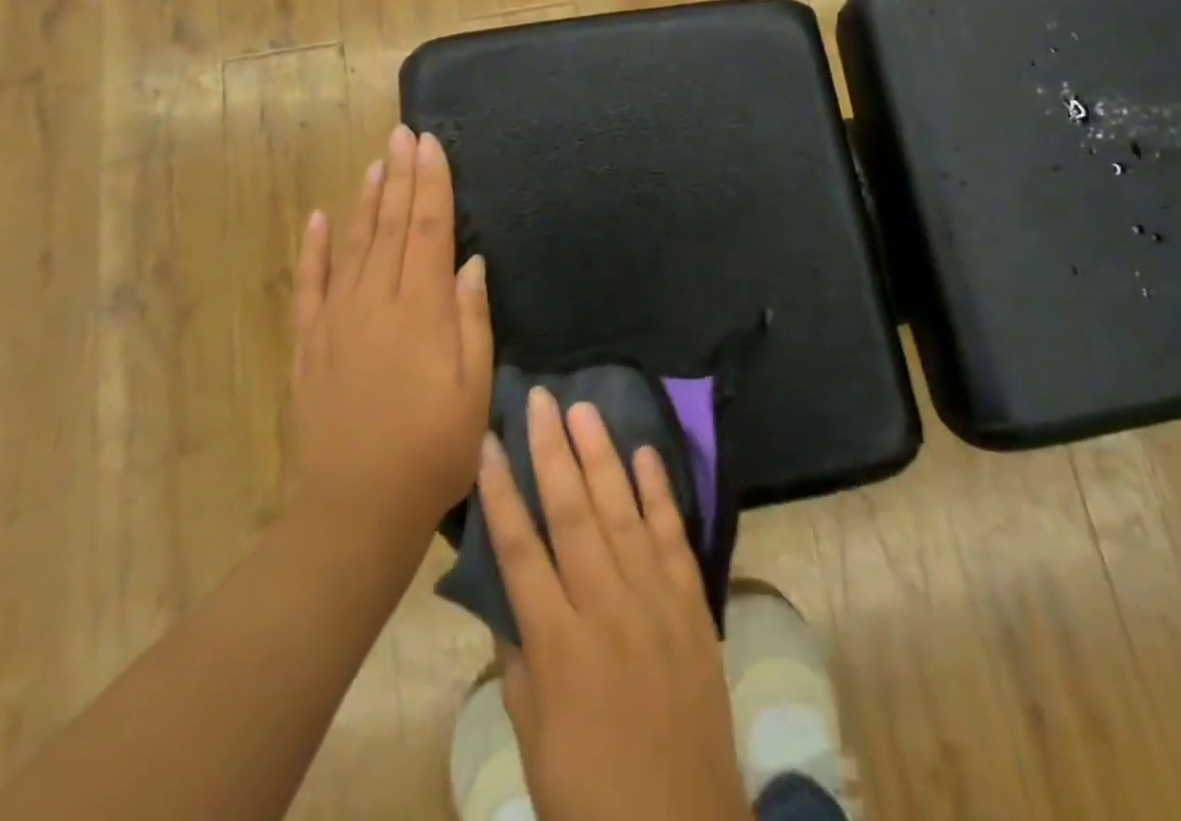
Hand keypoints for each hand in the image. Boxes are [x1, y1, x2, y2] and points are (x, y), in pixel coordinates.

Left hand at [290, 126, 493, 551]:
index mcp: (421, 311)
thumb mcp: (473, 389)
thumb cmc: (431, 451)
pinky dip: (314, 249)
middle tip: (403, 133)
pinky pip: (310, 285)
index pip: (428, 230)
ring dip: (365, 200)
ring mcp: (336, 321)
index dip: (432, 185)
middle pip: (391, 226)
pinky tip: (318, 218)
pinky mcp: (309, 345)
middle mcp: (375, 303)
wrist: (353, 509)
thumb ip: (472, 321)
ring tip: (375, 162)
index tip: (431, 144)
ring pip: (352, 245)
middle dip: (401, 176)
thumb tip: (471, 263)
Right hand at [478, 389, 751, 820]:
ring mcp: (654, 599)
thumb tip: (508, 592)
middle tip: (541, 400)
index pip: (519, 549)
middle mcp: (605, 606)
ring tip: (584, 409)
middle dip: (552, 451)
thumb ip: (520, 658)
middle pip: (572, 512)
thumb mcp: (533, 737)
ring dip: (602, 456)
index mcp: (557, 643)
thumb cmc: (591, 793)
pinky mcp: (692, 603)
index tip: (488, 442)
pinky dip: (659, 492)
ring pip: (621, 511)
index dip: (501, 491)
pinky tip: (645, 453)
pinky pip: (673, 535)